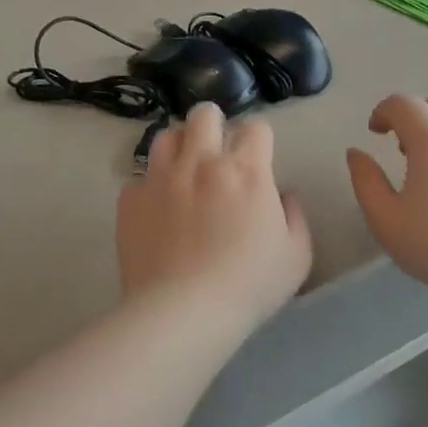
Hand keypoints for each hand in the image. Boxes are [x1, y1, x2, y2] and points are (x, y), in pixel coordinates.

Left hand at [117, 103, 311, 326]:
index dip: (259, 140)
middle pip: (204, 114)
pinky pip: (139, 179)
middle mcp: (201, 162)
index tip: (258, 159)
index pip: (256, 127)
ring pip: (166, 136)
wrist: (182, 312)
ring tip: (183, 173)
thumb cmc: (248, 285)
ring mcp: (160, 178)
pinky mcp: (130, 200)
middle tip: (216, 153)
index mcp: (245, 170)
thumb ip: (295, 216)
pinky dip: (150, 189)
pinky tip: (157, 211)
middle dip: (214, 125)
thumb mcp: (296, 256)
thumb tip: (285, 195)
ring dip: (179, 148)